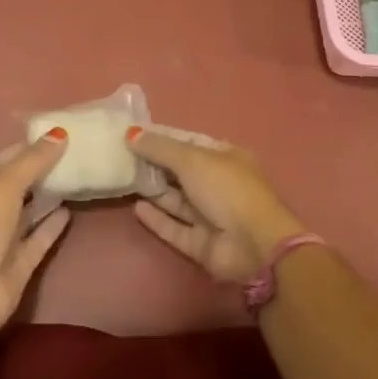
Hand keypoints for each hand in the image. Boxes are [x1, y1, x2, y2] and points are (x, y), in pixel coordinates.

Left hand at [0, 131, 71, 336]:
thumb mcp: (5, 185)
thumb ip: (33, 160)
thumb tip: (60, 133)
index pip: (0, 161)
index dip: (25, 149)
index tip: (56, 137)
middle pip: (15, 186)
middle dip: (40, 172)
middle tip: (74, 154)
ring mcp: (0, 238)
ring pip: (28, 212)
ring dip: (48, 196)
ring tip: (77, 177)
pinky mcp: (18, 262)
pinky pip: (38, 237)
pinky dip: (52, 224)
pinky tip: (71, 209)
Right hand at [126, 126, 306, 282]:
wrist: (255, 245)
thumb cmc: (227, 189)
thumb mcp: (192, 159)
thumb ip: (160, 148)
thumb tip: (131, 133)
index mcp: (226, 158)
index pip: (190, 142)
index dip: (163, 138)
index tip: (134, 134)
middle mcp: (219, 185)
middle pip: (181, 172)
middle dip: (155, 165)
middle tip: (122, 157)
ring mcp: (212, 216)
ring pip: (177, 201)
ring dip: (154, 191)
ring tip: (124, 180)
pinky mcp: (202, 243)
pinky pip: (175, 228)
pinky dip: (157, 218)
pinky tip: (136, 208)